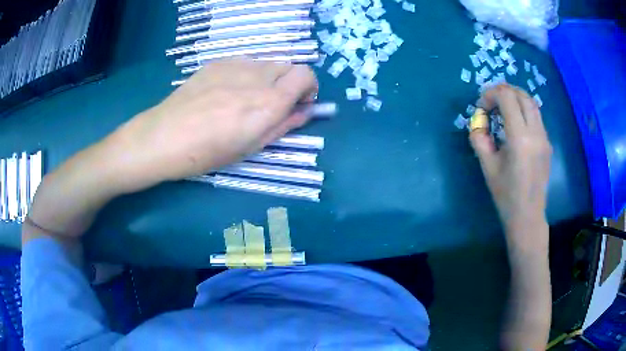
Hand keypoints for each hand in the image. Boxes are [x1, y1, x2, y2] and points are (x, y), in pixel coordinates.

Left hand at [107, 58, 317, 190]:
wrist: (163, 137)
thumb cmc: (207, 153)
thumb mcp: (250, 147)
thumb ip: (283, 125)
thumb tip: (303, 112)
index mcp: (269, 102)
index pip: (306, 75)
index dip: (308, 87)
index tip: (298, 103)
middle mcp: (257, 77)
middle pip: (289, 66)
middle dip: (289, 83)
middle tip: (272, 104)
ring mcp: (235, 65)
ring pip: (266, 63)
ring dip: (267, 79)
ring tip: (244, 99)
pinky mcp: (217, 62)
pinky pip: (244, 63)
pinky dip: (246, 74)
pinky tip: (224, 92)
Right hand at [469, 84, 551, 249]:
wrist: (528, 216)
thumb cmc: (506, 195)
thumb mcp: (487, 166)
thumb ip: (479, 138)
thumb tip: (478, 120)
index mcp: (520, 139)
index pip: (507, 98)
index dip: (490, 95)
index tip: (481, 107)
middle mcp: (536, 133)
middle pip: (521, 95)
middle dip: (503, 91)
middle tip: (490, 102)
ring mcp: (544, 137)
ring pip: (531, 102)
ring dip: (515, 98)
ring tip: (502, 108)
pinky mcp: (547, 142)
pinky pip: (536, 115)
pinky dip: (523, 109)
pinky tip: (515, 122)